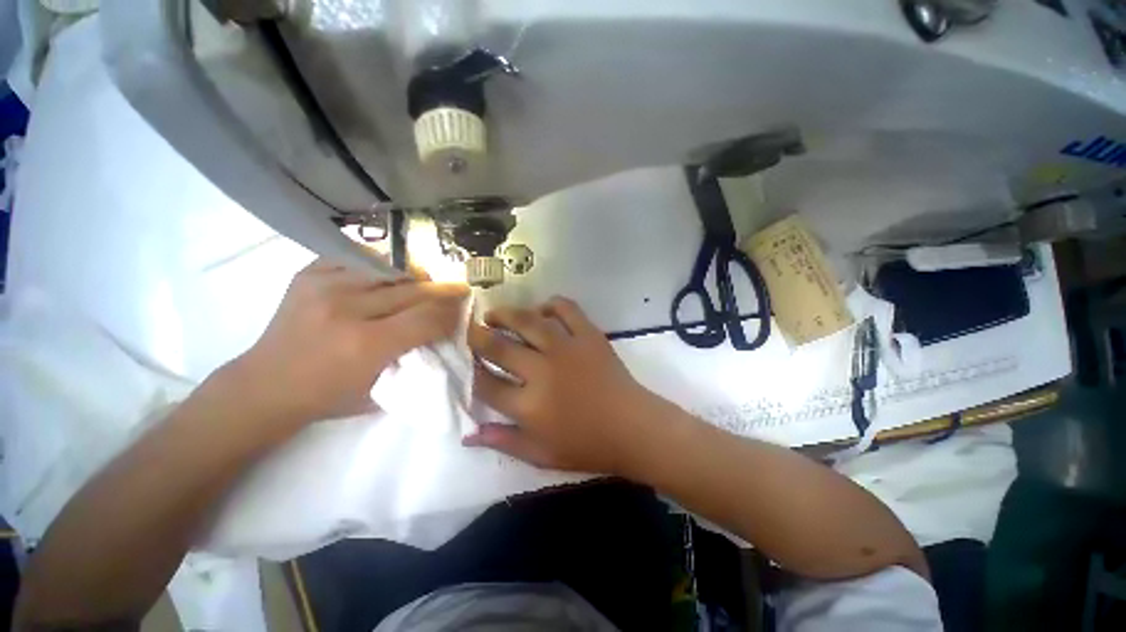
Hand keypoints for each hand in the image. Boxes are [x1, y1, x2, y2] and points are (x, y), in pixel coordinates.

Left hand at [227, 259, 468, 425]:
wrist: (264, 386)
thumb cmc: (328, 397)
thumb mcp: (381, 392)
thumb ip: (415, 359)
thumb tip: (443, 331)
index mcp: (367, 345)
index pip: (428, 317)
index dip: (451, 311)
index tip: (463, 308)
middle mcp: (347, 309)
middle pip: (413, 289)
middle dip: (442, 290)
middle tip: (456, 289)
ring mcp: (325, 286)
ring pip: (390, 267)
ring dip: (414, 274)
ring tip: (424, 281)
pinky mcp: (308, 274)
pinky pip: (358, 256)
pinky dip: (381, 263)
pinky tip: (388, 273)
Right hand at [466, 297, 658, 473]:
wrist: (633, 428)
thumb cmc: (587, 446)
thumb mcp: (541, 455)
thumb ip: (504, 442)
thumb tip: (468, 434)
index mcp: (529, 405)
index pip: (486, 383)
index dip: (470, 370)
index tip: (465, 361)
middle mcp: (543, 371)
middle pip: (500, 347)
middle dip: (478, 337)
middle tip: (470, 330)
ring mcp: (567, 349)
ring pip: (528, 321)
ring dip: (506, 314)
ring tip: (494, 314)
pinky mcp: (589, 335)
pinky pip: (566, 309)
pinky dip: (551, 305)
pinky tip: (542, 309)